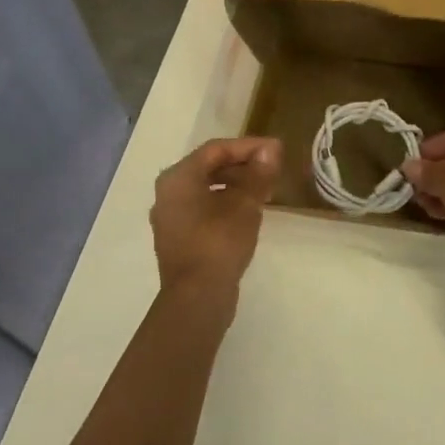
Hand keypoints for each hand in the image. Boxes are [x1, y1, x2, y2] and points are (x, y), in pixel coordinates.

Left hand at [150, 137, 281, 302]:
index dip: (248, 146)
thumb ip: (258, 174)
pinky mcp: (178, 238)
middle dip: (243, 165)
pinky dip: (225, 203)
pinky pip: (203, 208)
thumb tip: (270, 150)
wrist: (197, 298)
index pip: (216, 150)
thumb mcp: (245, 204)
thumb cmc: (219, 242)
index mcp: (178, 178)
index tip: (276, 150)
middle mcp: (168, 193)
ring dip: (236, 184)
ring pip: (206, 189)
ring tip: (265, 189)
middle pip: (209, 167)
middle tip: (272, 169)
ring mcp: (171, 217)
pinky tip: (248, 211)